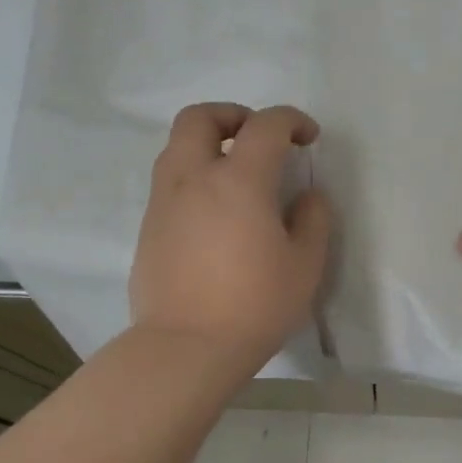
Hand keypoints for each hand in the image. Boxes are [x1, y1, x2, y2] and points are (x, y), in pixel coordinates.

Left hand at [130, 103, 331, 372]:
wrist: (186, 347)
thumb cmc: (254, 305)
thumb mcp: (305, 265)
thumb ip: (313, 219)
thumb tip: (307, 196)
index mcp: (238, 180)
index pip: (265, 125)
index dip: (291, 121)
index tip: (308, 138)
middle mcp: (193, 178)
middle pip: (200, 117)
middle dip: (233, 115)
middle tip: (257, 138)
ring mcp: (163, 201)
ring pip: (176, 147)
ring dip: (207, 144)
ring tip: (235, 174)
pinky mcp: (148, 227)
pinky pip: (169, 182)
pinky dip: (193, 177)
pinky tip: (214, 213)